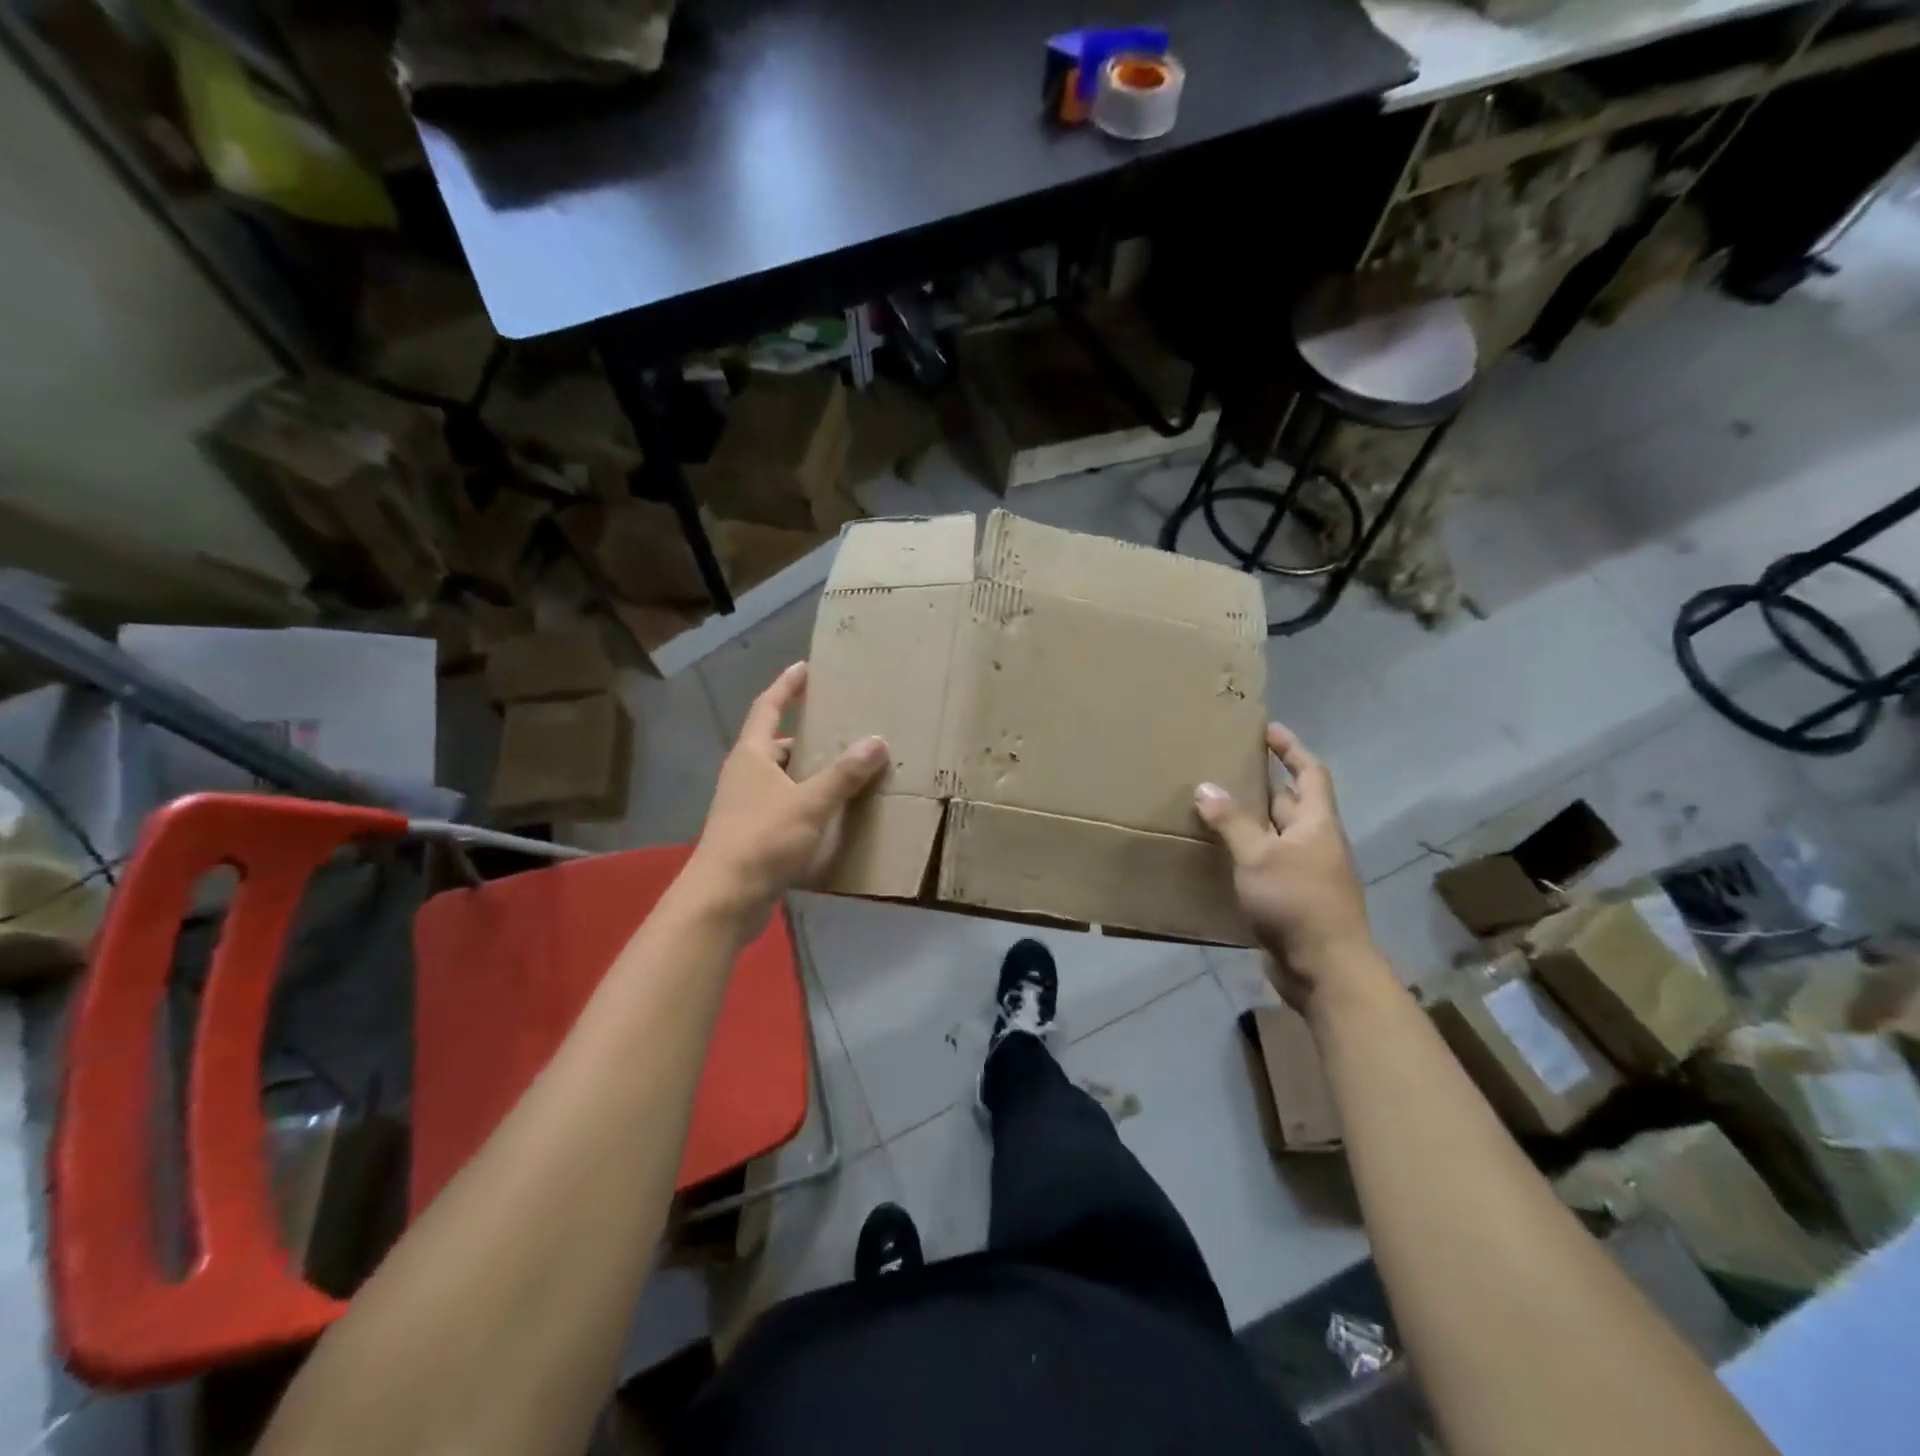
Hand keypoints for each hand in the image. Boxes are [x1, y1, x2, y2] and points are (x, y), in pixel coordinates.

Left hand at [689, 662, 888, 918]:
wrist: (724, 899)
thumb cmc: (762, 839)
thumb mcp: (810, 802)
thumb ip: (844, 773)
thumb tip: (877, 740)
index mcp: (751, 755)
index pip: (768, 707)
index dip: (786, 686)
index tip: (806, 668)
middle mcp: (745, 775)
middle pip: (778, 745)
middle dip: (809, 736)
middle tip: (844, 728)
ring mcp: (747, 806)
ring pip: (784, 779)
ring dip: (812, 773)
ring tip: (849, 769)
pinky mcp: (754, 835)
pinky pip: (787, 807)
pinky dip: (809, 803)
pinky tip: (835, 813)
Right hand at [1193, 723, 1380, 1010]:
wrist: (1325, 969)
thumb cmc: (1297, 901)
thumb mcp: (1259, 855)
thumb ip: (1232, 821)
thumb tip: (1206, 787)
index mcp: (1316, 823)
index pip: (1309, 773)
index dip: (1291, 749)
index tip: (1267, 729)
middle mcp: (1315, 843)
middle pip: (1291, 803)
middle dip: (1263, 785)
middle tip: (1225, 769)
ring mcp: (1306, 873)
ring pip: (1276, 836)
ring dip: (1251, 822)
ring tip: (1213, 808)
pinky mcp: (1293, 900)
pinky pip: (1267, 865)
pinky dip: (1246, 855)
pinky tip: (1219, 857)